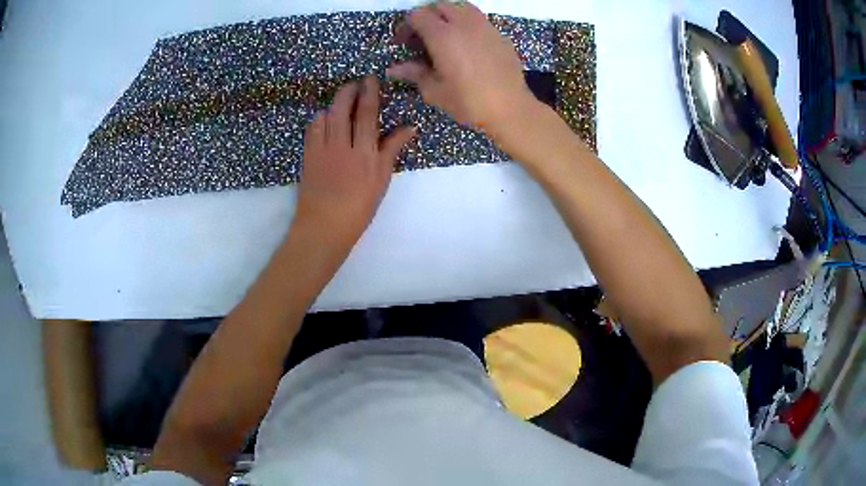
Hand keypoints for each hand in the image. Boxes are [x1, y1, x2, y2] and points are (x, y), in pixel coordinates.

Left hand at [294, 76, 415, 247]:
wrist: (325, 226)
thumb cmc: (359, 207)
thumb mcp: (381, 179)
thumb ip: (392, 149)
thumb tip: (410, 126)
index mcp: (365, 152)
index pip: (367, 114)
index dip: (369, 93)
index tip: (370, 78)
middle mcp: (342, 146)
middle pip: (343, 109)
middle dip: (348, 91)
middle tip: (354, 83)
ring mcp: (322, 150)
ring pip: (326, 116)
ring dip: (334, 103)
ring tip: (341, 98)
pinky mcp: (308, 156)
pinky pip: (312, 130)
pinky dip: (319, 119)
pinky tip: (324, 118)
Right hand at [386, 1, 537, 137]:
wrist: (511, 107)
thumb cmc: (469, 101)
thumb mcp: (435, 91)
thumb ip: (414, 73)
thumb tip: (393, 69)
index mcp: (442, 35)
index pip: (417, 15)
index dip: (406, 26)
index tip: (403, 43)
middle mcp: (463, 23)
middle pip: (438, 6)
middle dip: (426, 17)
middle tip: (422, 38)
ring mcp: (484, 26)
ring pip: (461, 8)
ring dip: (448, 16)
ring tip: (445, 36)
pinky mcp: (499, 34)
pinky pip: (478, 19)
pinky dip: (467, 24)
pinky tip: (467, 44)